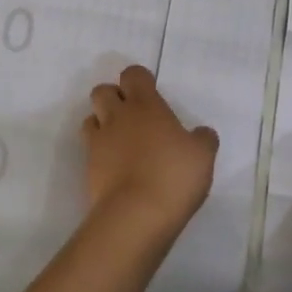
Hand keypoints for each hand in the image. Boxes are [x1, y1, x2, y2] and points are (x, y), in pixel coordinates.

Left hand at [81, 65, 216, 235]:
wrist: (136, 216)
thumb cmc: (173, 176)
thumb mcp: (203, 156)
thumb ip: (203, 139)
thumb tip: (201, 133)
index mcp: (145, 106)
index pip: (133, 75)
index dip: (140, 80)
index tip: (152, 93)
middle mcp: (118, 117)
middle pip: (102, 91)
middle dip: (114, 97)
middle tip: (134, 116)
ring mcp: (99, 142)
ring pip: (91, 117)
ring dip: (103, 122)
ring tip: (122, 141)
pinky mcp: (88, 168)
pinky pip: (89, 148)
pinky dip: (100, 151)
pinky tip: (117, 166)